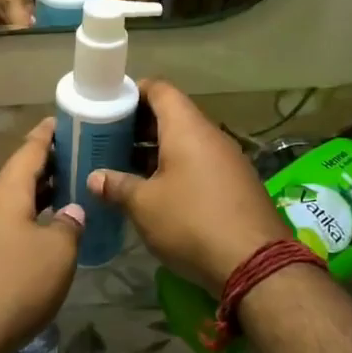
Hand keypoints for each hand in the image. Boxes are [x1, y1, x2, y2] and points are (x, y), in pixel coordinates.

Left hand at [0, 118, 83, 352]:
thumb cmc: (13, 284)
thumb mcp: (57, 253)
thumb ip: (68, 226)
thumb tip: (71, 212)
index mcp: (6, 193)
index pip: (29, 151)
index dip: (47, 135)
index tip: (61, 120)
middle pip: (19, 176)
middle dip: (47, 166)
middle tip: (77, 157)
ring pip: (12, 203)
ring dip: (38, 196)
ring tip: (67, 191)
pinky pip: (5, 227)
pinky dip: (28, 221)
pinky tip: (45, 234)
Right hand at [88, 80, 287, 294]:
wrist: (255, 263)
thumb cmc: (191, 221)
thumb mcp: (144, 205)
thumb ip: (117, 185)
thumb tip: (95, 178)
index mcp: (187, 128)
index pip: (160, 90)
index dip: (134, 91)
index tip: (109, 105)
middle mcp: (211, 135)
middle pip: (173, 115)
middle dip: (140, 125)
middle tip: (110, 140)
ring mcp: (228, 160)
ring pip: (187, 142)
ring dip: (157, 150)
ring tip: (127, 167)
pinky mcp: (237, 184)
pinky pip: (200, 163)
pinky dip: (176, 168)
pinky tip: (157, 191)